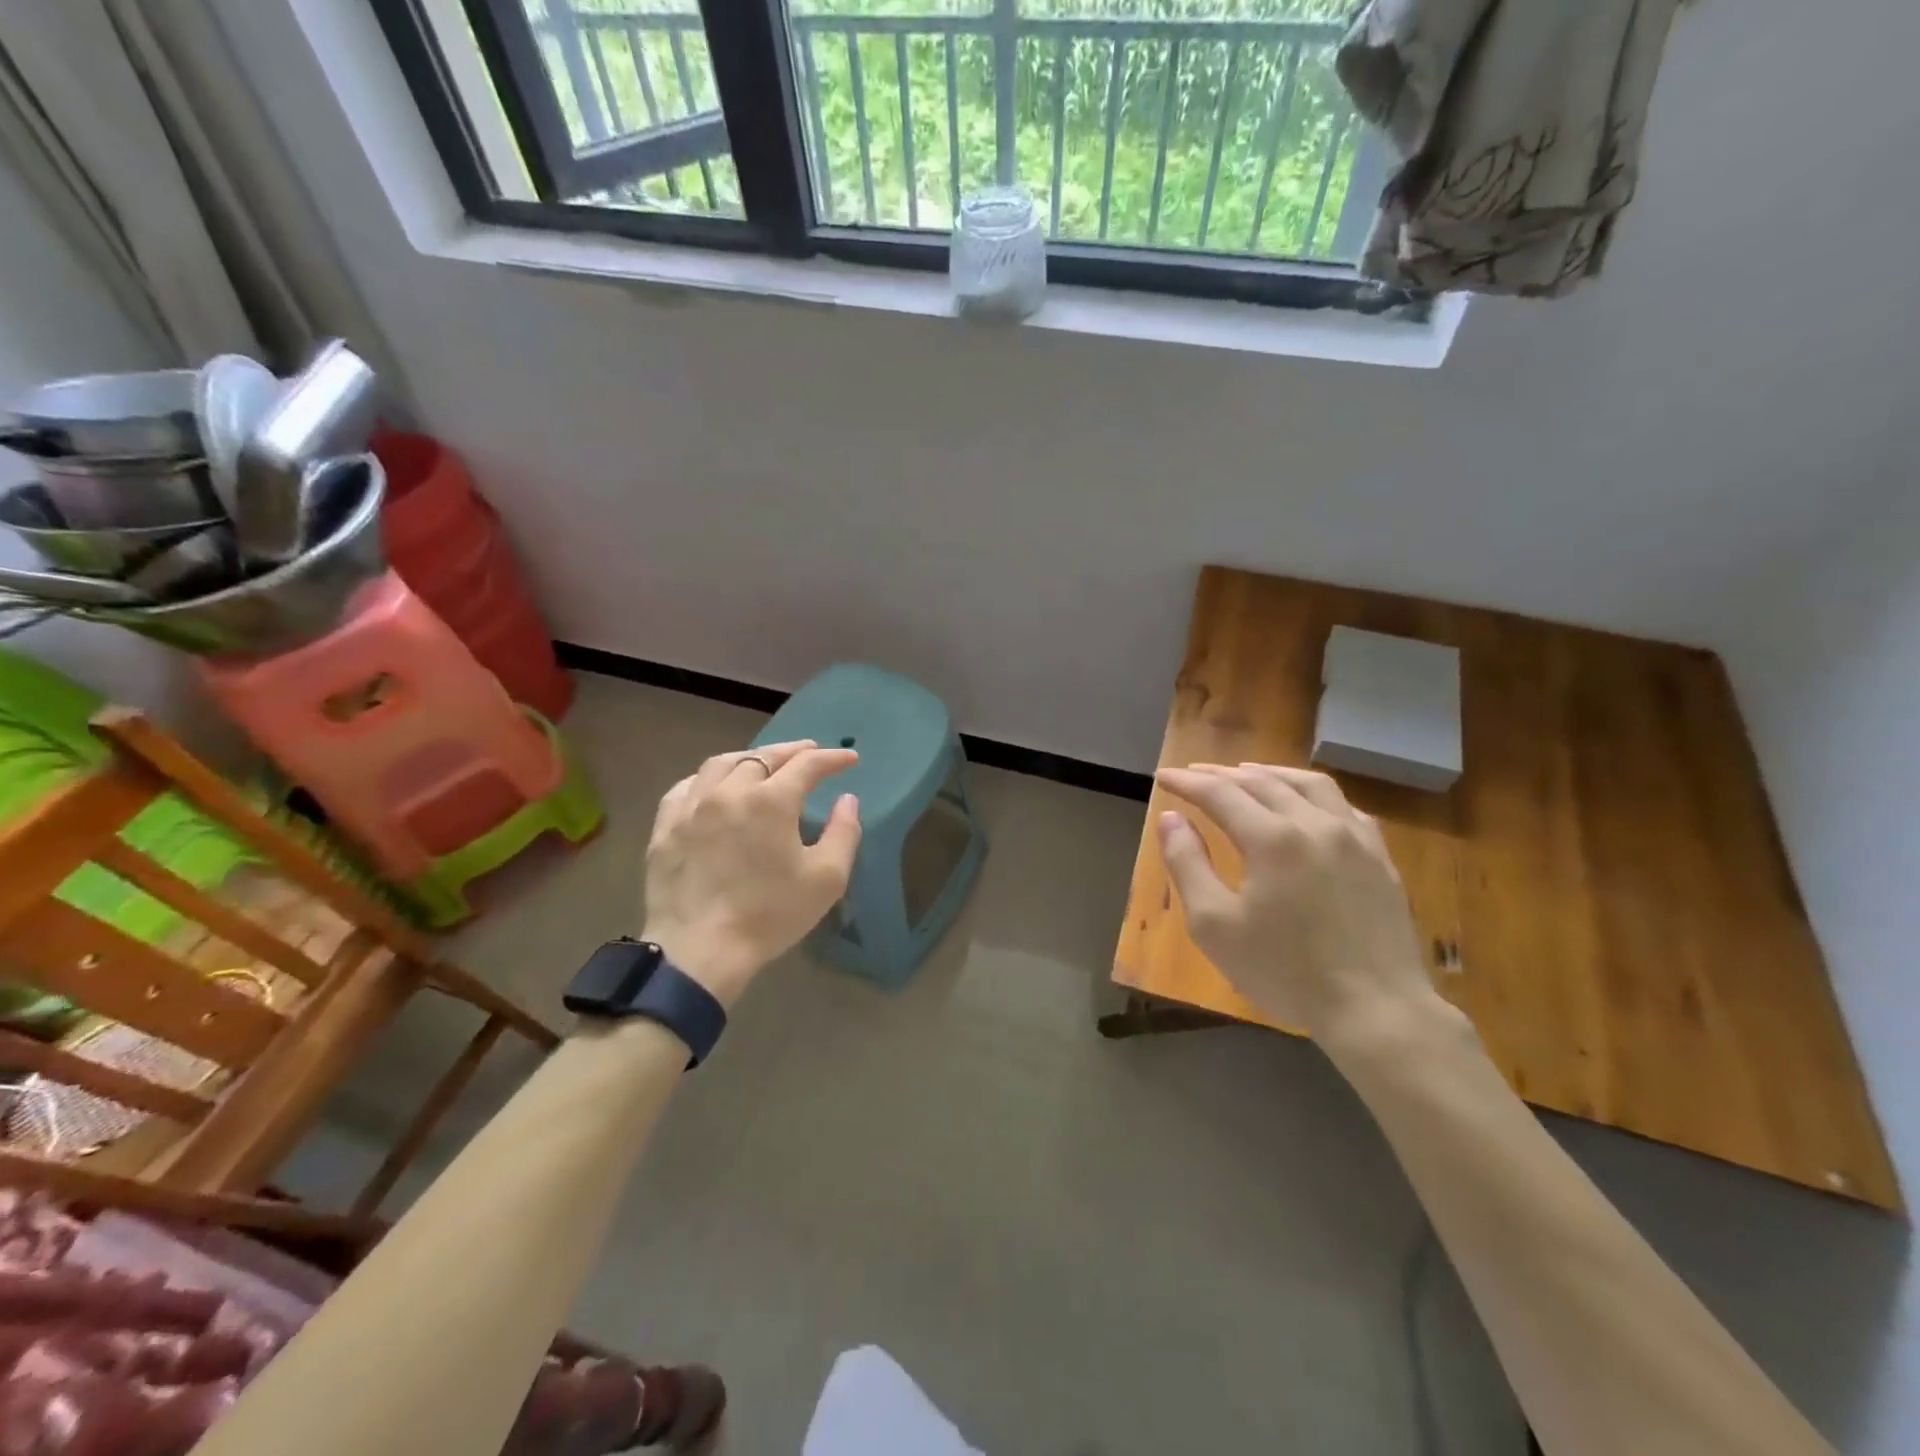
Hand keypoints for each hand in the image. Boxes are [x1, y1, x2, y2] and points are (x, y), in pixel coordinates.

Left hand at [641, 740, 861, 1005]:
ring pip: (722, 764)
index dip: (832, 759)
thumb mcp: (826, 879)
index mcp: (771, 801)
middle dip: (792, 752)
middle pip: (763, 757)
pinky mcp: (665, 827)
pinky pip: (686, 787)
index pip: (807, 765)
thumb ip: (844, 832)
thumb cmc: (769, 915)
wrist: (698, 951)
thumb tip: (847, 800)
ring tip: (764, 763)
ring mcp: (691, 806)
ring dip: (750, 758)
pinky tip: (714, 788)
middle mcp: (729, 791)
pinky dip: (708, 779)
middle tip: (810, 752)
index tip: (850, 760)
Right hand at [1155, 763, 1434, 1039]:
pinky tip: (1307, 804)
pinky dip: (1314, 794)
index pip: (1220, 794)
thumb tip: (1170, 818)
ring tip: (1247, 773)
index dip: (1187, 783)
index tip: (1162, 776)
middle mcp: (1315, 824)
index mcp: (1272, 839)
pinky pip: (1344, 807)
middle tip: (1195, 774)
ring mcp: (1354, 837)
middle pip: (1262, 782)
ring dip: (1271, 774)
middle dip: (1222, 774)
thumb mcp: (1215, 925)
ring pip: (1309, 784)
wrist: (1375, 1009)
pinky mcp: (1380, 857)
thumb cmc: (1285, 971)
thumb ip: (1188, 864)